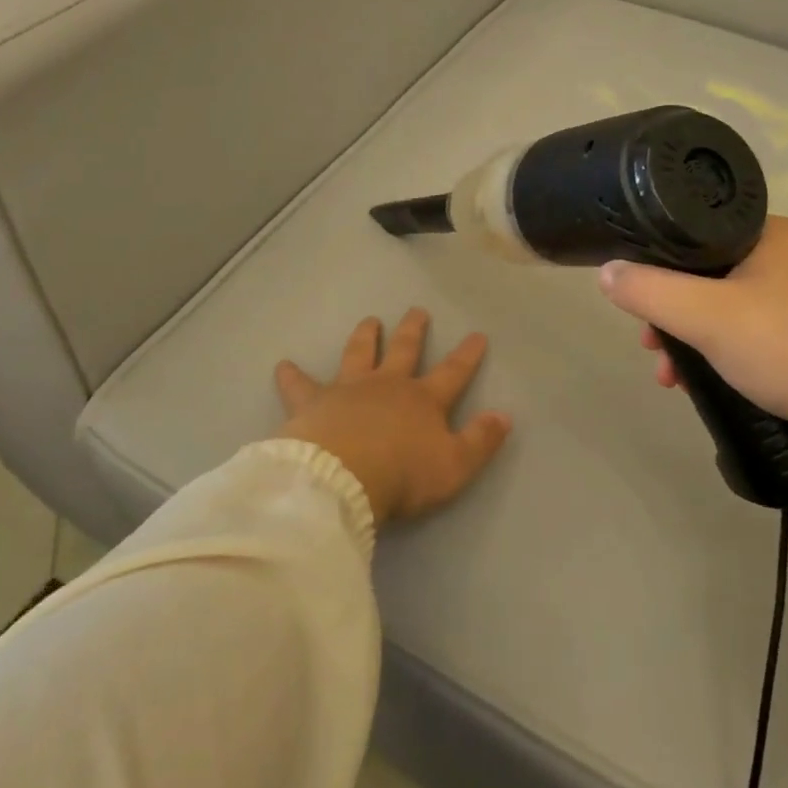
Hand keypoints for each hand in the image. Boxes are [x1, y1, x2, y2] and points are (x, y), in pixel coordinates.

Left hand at [275, 310, 511, 525]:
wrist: (342, 477)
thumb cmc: (403, 475)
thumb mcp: (454, 466)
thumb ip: (481, 440)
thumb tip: (504, 416)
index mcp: (423, 400)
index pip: (453, 372)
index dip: (467, 355)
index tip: (477, 335)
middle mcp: (387, 385)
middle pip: (404, 350)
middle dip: (413, 330)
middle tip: (417, 311)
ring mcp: (348, 389)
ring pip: (359, 353)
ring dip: (366, 336)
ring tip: (370, 321)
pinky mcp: (313, 402)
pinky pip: (300, 385)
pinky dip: (291, 375)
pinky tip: (282, 365)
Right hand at [598, 217, 787, 514]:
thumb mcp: (706, 316)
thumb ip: (649, 291)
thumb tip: (606, 272)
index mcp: (768, 232)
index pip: (694, 233)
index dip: (656, 266)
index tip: (638, 302)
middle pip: (708, 274)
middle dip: (672, 314)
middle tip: (652, 348)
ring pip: (730, 307)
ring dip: (694, 339)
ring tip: (673, 379)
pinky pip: (756, 331)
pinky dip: (727, 352)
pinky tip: (711, 383)